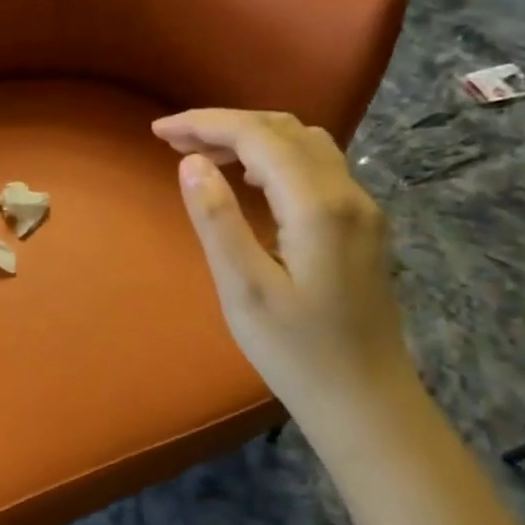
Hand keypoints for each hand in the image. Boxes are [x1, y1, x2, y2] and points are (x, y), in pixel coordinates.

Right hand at [152, 109, 422, 434]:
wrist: (365, 400)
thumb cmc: (295, 351)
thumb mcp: (243, 288)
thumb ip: (217, 219)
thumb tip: (191, 162)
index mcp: (317, 206)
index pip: (258, 136)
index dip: (206, 124)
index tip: (158, 130)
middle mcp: (348, 194)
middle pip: (285, 129)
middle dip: (226, 124)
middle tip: (174, 139)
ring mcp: (361, 209)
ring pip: (305, 143)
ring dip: (252, 136)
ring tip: (203, 155)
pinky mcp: (361, 226)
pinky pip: (316, 166)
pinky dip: (274, 156)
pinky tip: (247, 178)